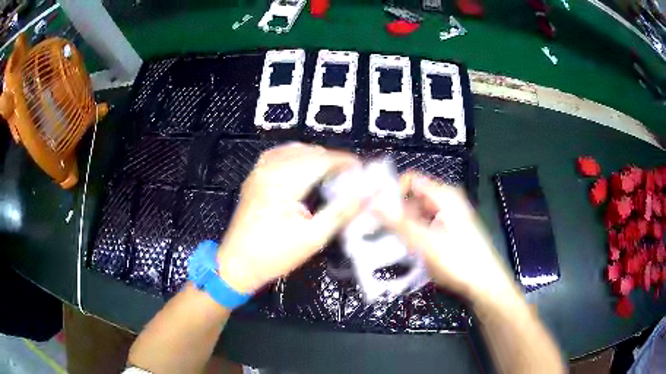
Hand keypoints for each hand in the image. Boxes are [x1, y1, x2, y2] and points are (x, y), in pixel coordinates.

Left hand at [217, 143, 365, 293]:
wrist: (237, 263)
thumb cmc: (274, 255)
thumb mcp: (313, 237)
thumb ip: (342, 211)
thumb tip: (367, 193)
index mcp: (283, 183)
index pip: (321, 160)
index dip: (344, 161)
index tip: (362, 169)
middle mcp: (269, 170)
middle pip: (309, 152)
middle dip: (333, 160)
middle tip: (350, 175)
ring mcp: (259, 171)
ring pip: (294, 150)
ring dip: (316, 157)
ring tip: (332, 172)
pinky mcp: (254, 176)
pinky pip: (279, 154)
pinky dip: (297, 156)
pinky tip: (305, 166)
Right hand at [372, 172, 517, 302]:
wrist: (484, 284)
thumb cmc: (459, 261)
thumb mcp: (426, 242)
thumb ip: (398, 222)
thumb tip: (372, 201)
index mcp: (444, 195)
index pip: (410, 180)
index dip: (392, 191)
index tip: (375, 210)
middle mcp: (446, 201)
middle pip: (413, 197)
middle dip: (395, 211)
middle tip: (378, 230)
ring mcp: (448, 216)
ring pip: (418, 213)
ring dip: (403, 225)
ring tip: (391, 243)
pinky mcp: (449, 231)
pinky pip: (425, 225)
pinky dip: (414, 234)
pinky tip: (408, 249)